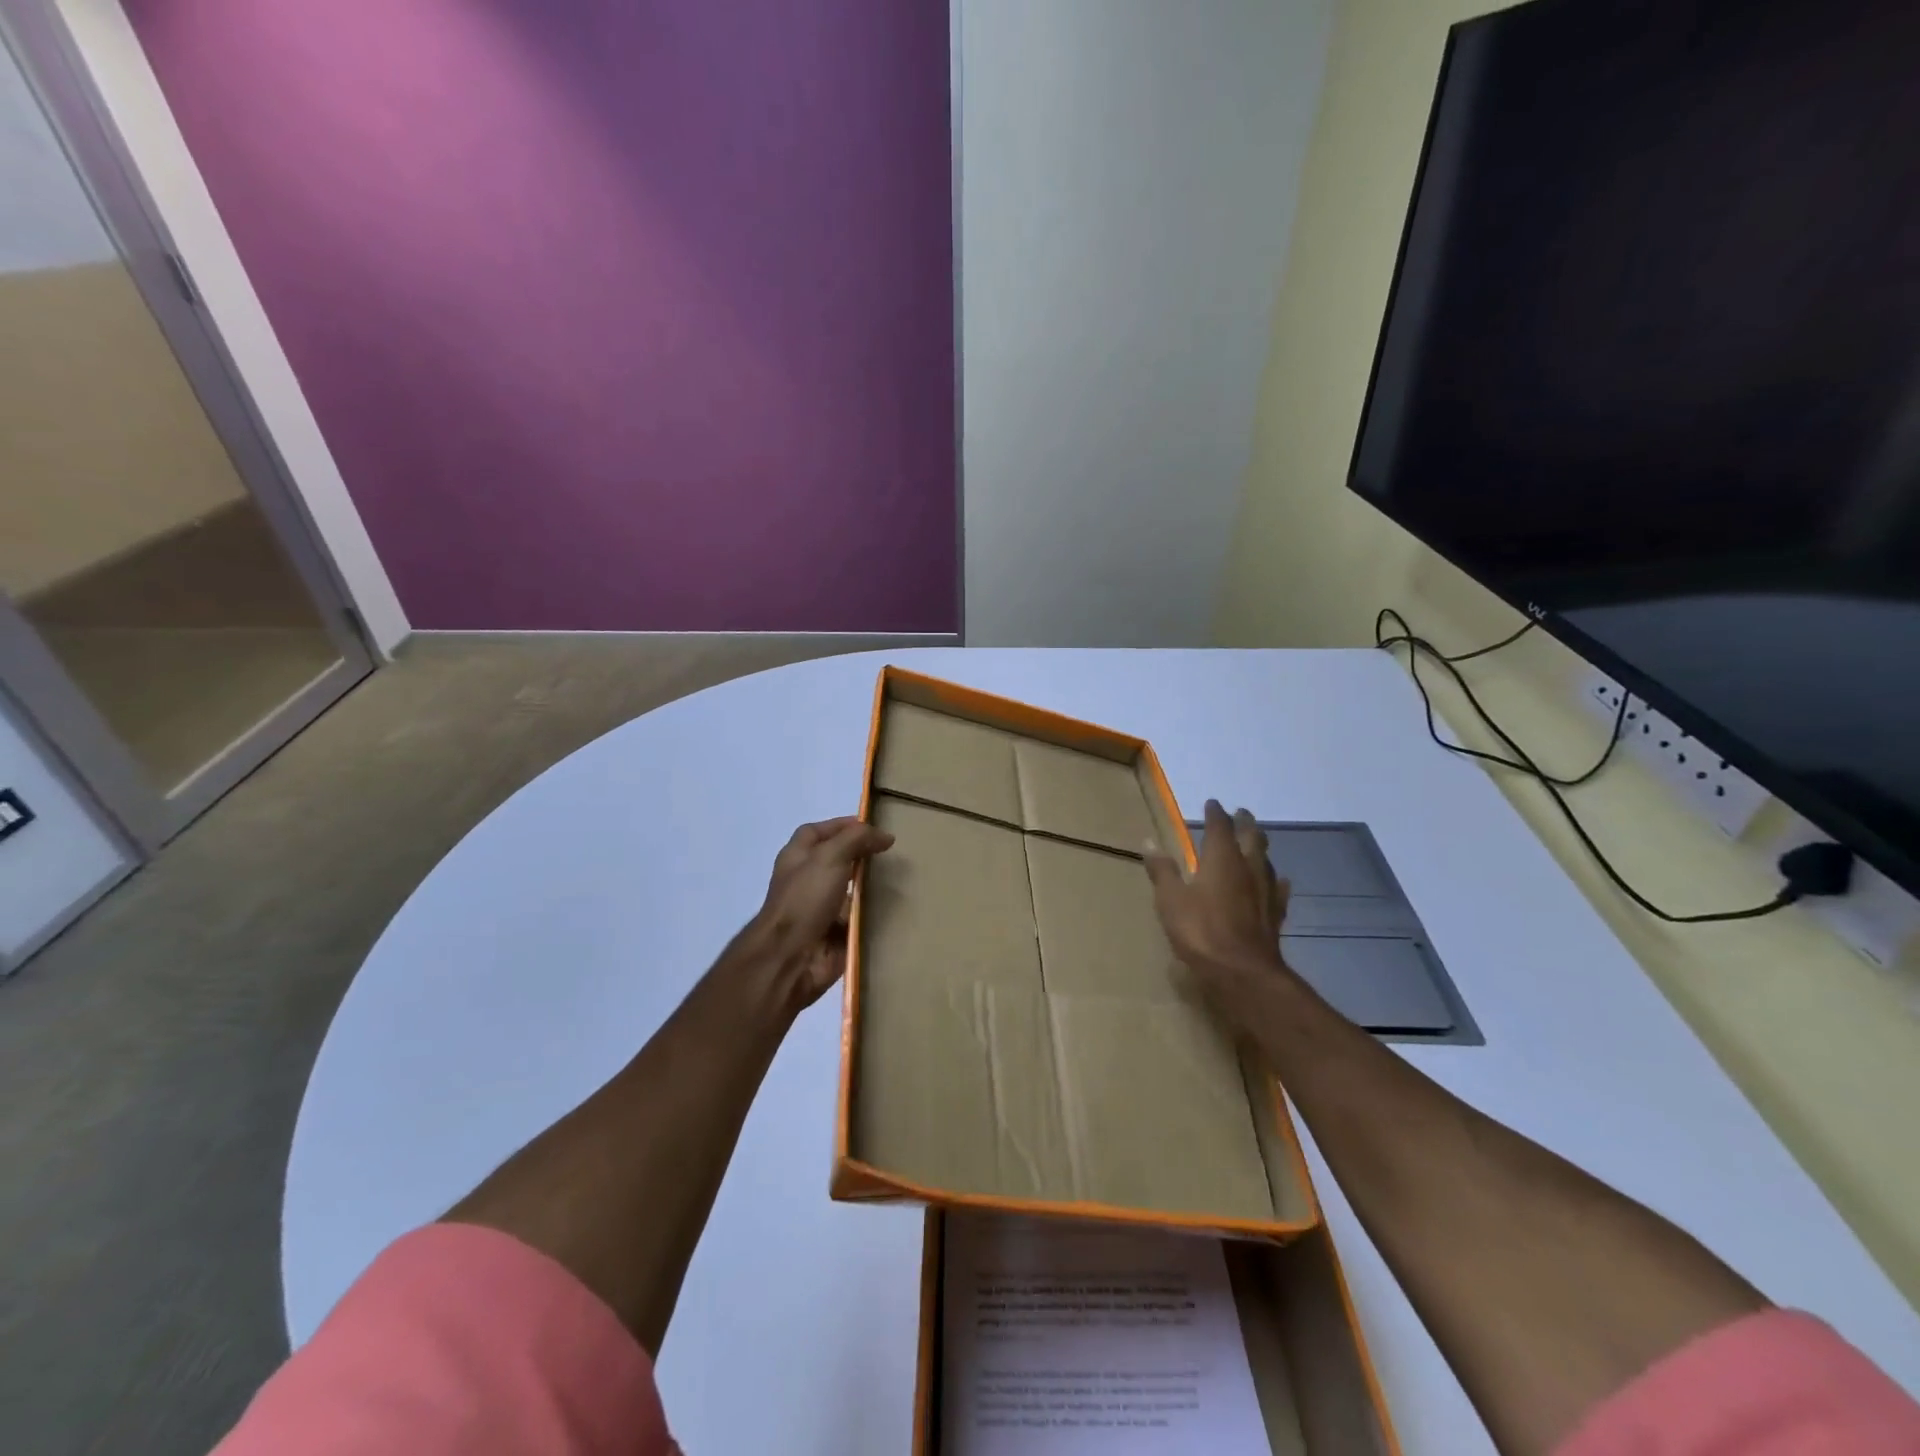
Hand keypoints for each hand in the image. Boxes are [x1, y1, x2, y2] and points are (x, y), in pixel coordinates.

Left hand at [753, 815, 893, 1008]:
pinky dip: (873, 914)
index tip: (874, 826)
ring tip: (902, 878)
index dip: (842, 825)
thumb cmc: (805, 899)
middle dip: (862, 855)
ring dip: (871, 886)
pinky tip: (896, 907)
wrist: (790, 958)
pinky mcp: (835, 933)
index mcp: (798, 857)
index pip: (819, 831)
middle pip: (837, 859)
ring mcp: (821, 908)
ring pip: (851, 890)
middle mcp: (808, 879)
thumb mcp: (830, 856)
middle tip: (892, 853)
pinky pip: (858, 918)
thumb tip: (885, 836)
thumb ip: (858, 839)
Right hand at [1144, 800, 1293, 1030]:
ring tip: (1257, 842)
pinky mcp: (1275, 914)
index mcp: (1221, 859)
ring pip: (1267, 860)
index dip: (1216, 813)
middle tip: (1242, 813)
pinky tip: (1279, 882)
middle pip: (1252, 837)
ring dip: (1261, 848)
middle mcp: (1248, 868)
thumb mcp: (1170, 899)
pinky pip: (1278, 889)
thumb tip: (1149, 841)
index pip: (1220, 826)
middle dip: (1245, 823)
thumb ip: (1162, 870)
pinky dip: (1276, 881)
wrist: (1242, 972)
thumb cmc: (1200, 931)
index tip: (1213, 804)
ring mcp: (1266, 891)